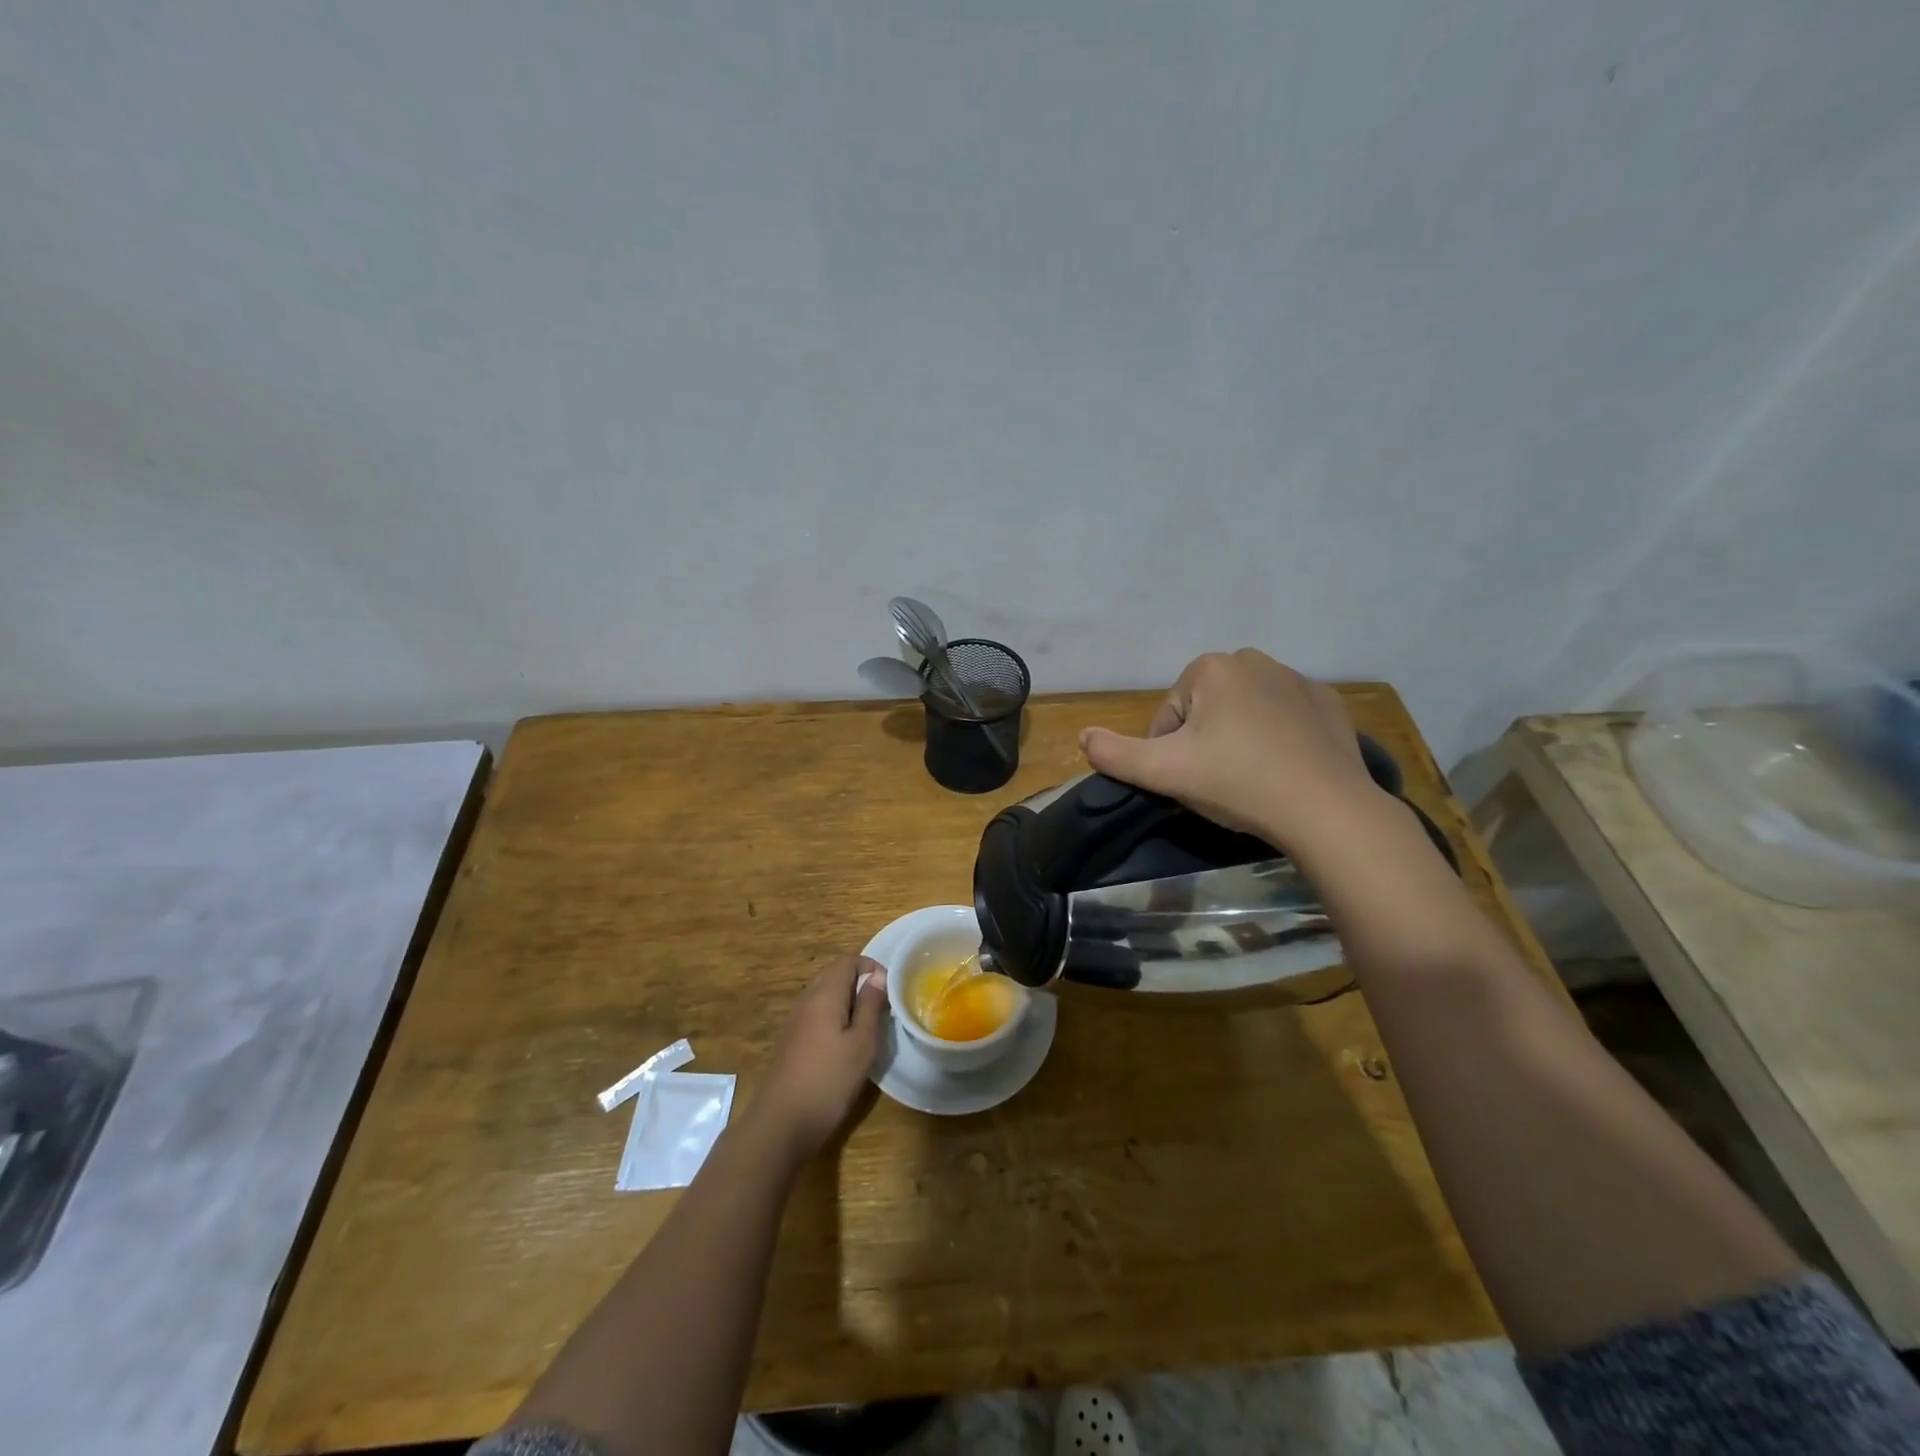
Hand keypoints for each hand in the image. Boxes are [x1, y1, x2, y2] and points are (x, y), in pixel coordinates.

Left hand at [747, 954, 888, 1163]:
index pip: (847, 961)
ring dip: (848, 1001)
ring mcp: (796, 1022)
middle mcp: (807, 1000)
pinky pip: (816, 1015)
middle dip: (859, 982)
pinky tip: (845, 1045)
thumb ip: (870, 1006)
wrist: (781, 1123)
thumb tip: (878, 977)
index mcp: (824, 995)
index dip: (871, 967)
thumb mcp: (861, 1043)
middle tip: (881, 1007)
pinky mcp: (792, 1042)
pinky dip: (835, 1017)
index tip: (889, 989)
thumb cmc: (828, 1080)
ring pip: (825, 995)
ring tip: (868, 1026)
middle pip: (834, 974)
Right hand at [1079, 649, 1380, 849]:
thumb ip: (1114, 753)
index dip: (1170, 753)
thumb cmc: (1237, 782)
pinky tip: (1285, 768)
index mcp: (1210, 668)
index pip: (1169, 716)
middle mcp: (1253, 659)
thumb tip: (1082, 736)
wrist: (1326, 809)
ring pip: (1244, 712)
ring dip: (1238, 738)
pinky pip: (1284, 717)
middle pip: (1205, 710)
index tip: (1191, 781)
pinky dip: (1277, 738)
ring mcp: (1297, 678)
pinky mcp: (1327, 702)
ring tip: (1252, 778)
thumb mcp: (1163, 772)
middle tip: (1219, 781)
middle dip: (1204, 741)